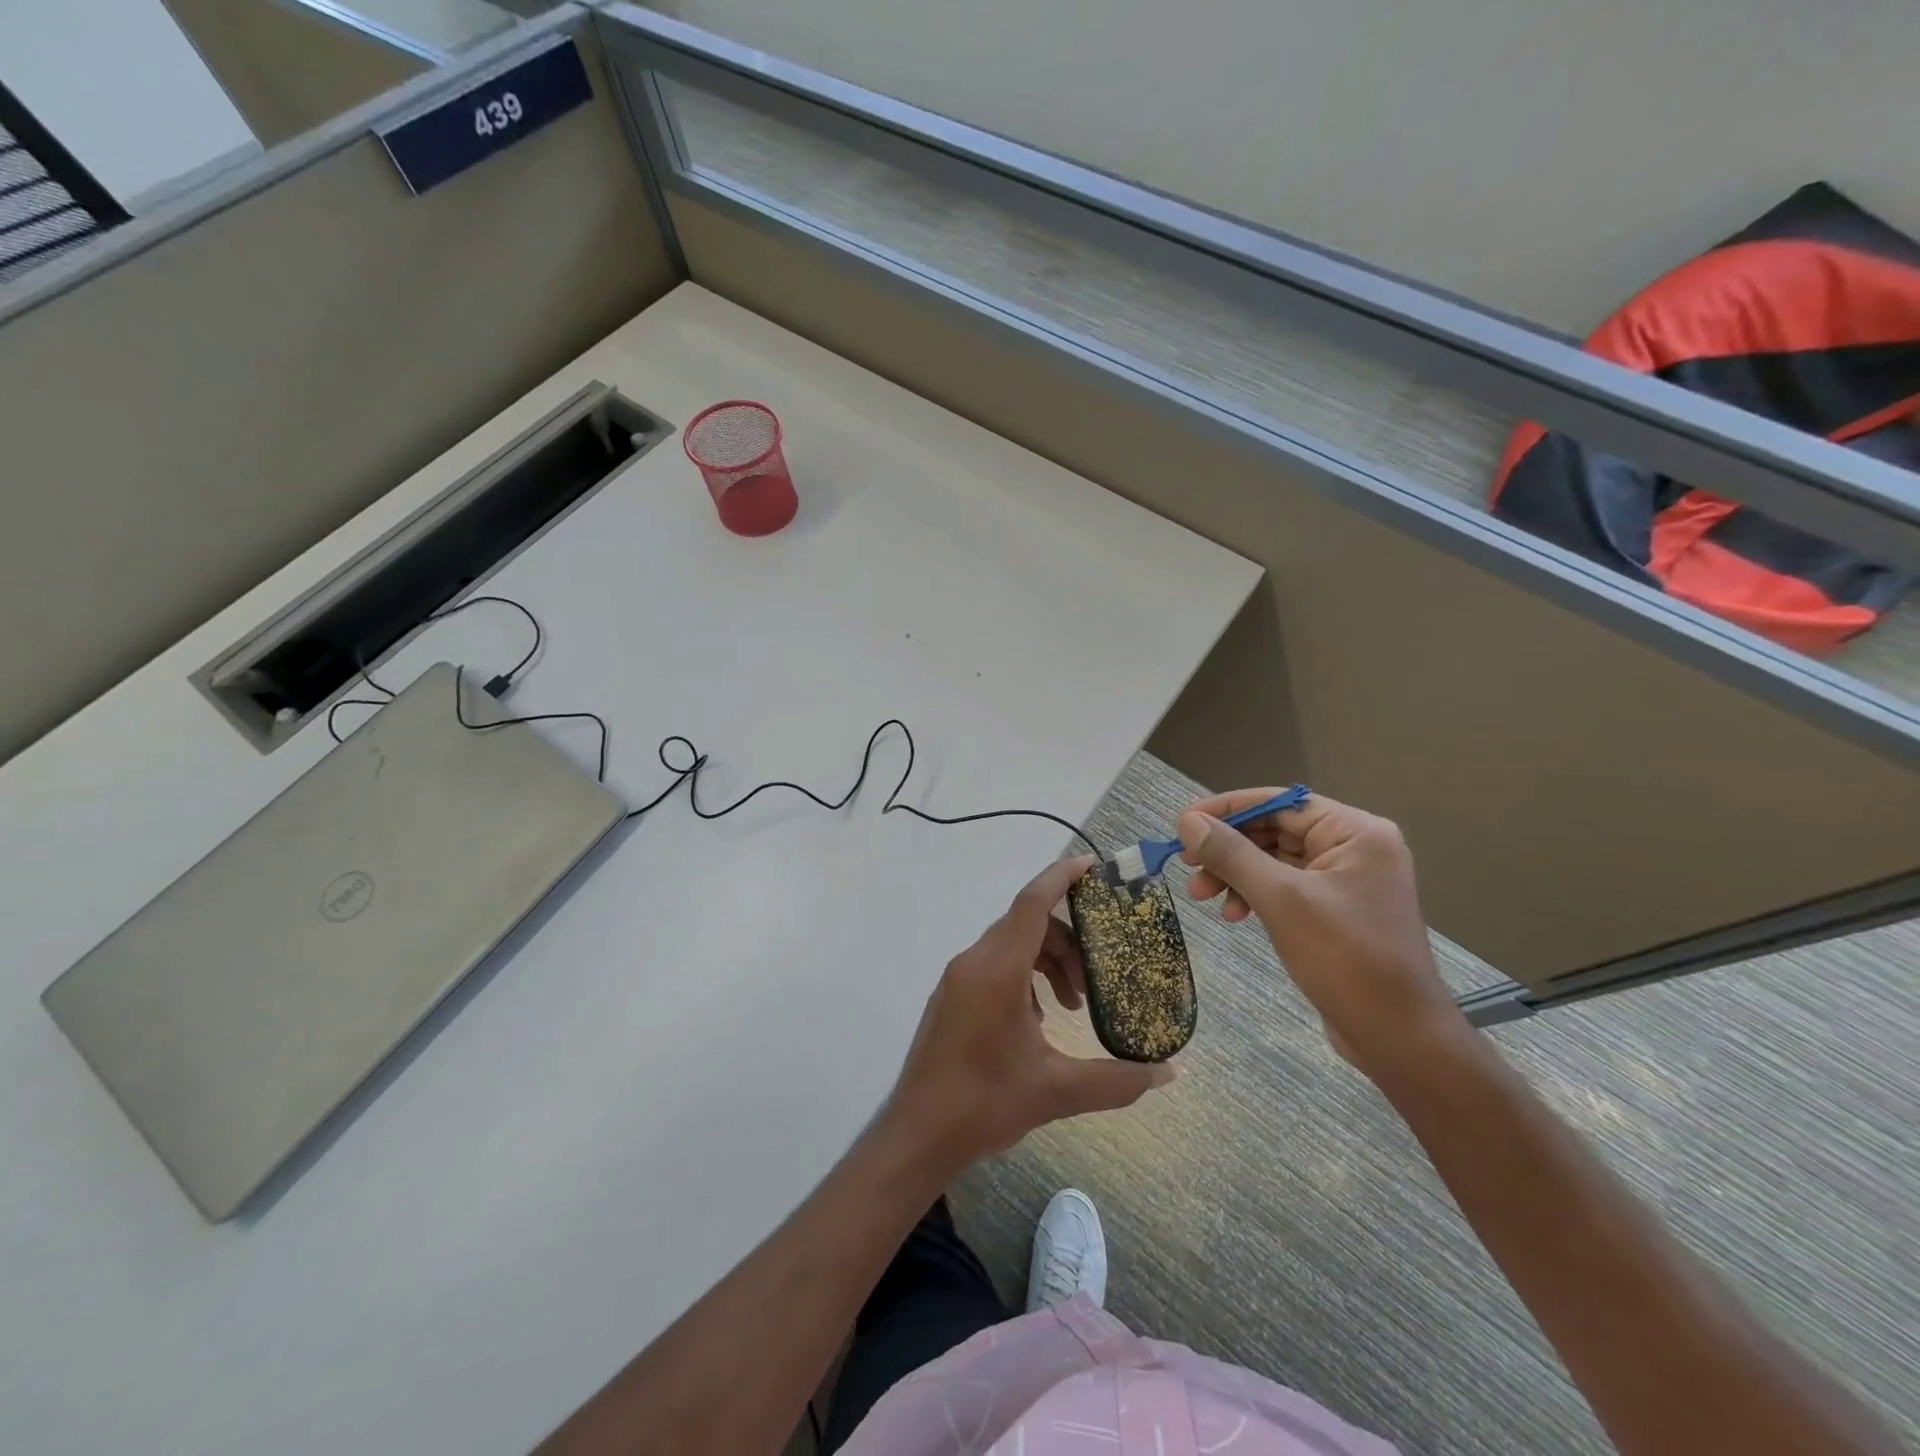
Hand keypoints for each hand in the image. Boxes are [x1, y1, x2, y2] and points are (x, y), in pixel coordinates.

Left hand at [885, 856, 1175, 1171]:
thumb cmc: (985, 1104)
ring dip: (1046, 961)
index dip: (1062, 876)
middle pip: (1027, 924)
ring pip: (1010, 945)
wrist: (917, 1133)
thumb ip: (1117, 1079)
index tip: (1094, 866)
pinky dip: (1023, 976)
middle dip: (1067, 940)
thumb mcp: (1057, 1091)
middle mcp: (973, 962)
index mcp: (997, 970)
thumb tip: (1170, 1072)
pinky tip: (1039, 1019)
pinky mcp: (950, 996)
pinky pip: (993, 965)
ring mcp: (957, 978)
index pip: (1032, 902)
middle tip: (1097, 975)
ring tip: (1072, 1004)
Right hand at [1177, 790, 1470, 1076]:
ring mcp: (1346, 881)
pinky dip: (1254, 895)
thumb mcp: (1281, 900)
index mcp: (1356, 832)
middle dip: (1227, 848)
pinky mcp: (1335, 910)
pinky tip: (1233, 914)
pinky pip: (1284, 887)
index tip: (1182, 824)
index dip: (1227, 810)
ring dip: (1235, 874)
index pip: (1280, 803)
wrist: (1399, 1037)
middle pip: (1274, 830)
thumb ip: (1232, 854)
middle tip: (1186, 865)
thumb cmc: (1346, 958)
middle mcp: (1354, 848)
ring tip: (1201, 896)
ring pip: (1274, 860)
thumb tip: (1188, 821)